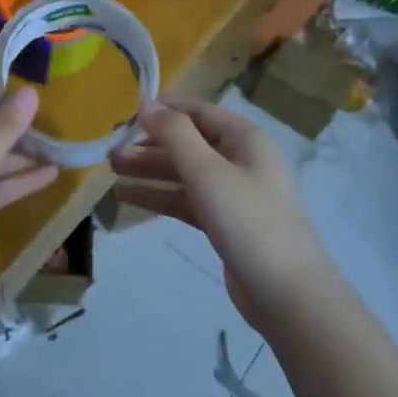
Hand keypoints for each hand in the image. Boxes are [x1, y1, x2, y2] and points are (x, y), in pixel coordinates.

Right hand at [111, 97, 334, 332]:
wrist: (286, 291)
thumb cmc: (248, 220)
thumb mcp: (208, 171)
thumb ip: (175, 134)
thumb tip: (147, 104)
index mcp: (245, 138)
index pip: (199, 112)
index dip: (165, 109)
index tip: (127, 112)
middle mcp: (240, 160)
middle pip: (189, 143)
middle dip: (150, 145)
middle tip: (111, 150)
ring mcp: (233, 193)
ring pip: (185, 173)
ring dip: (150, 171)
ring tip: (112, 171)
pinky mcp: (224, 223)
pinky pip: (186, 200)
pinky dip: (160, 197)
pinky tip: (129, 198)